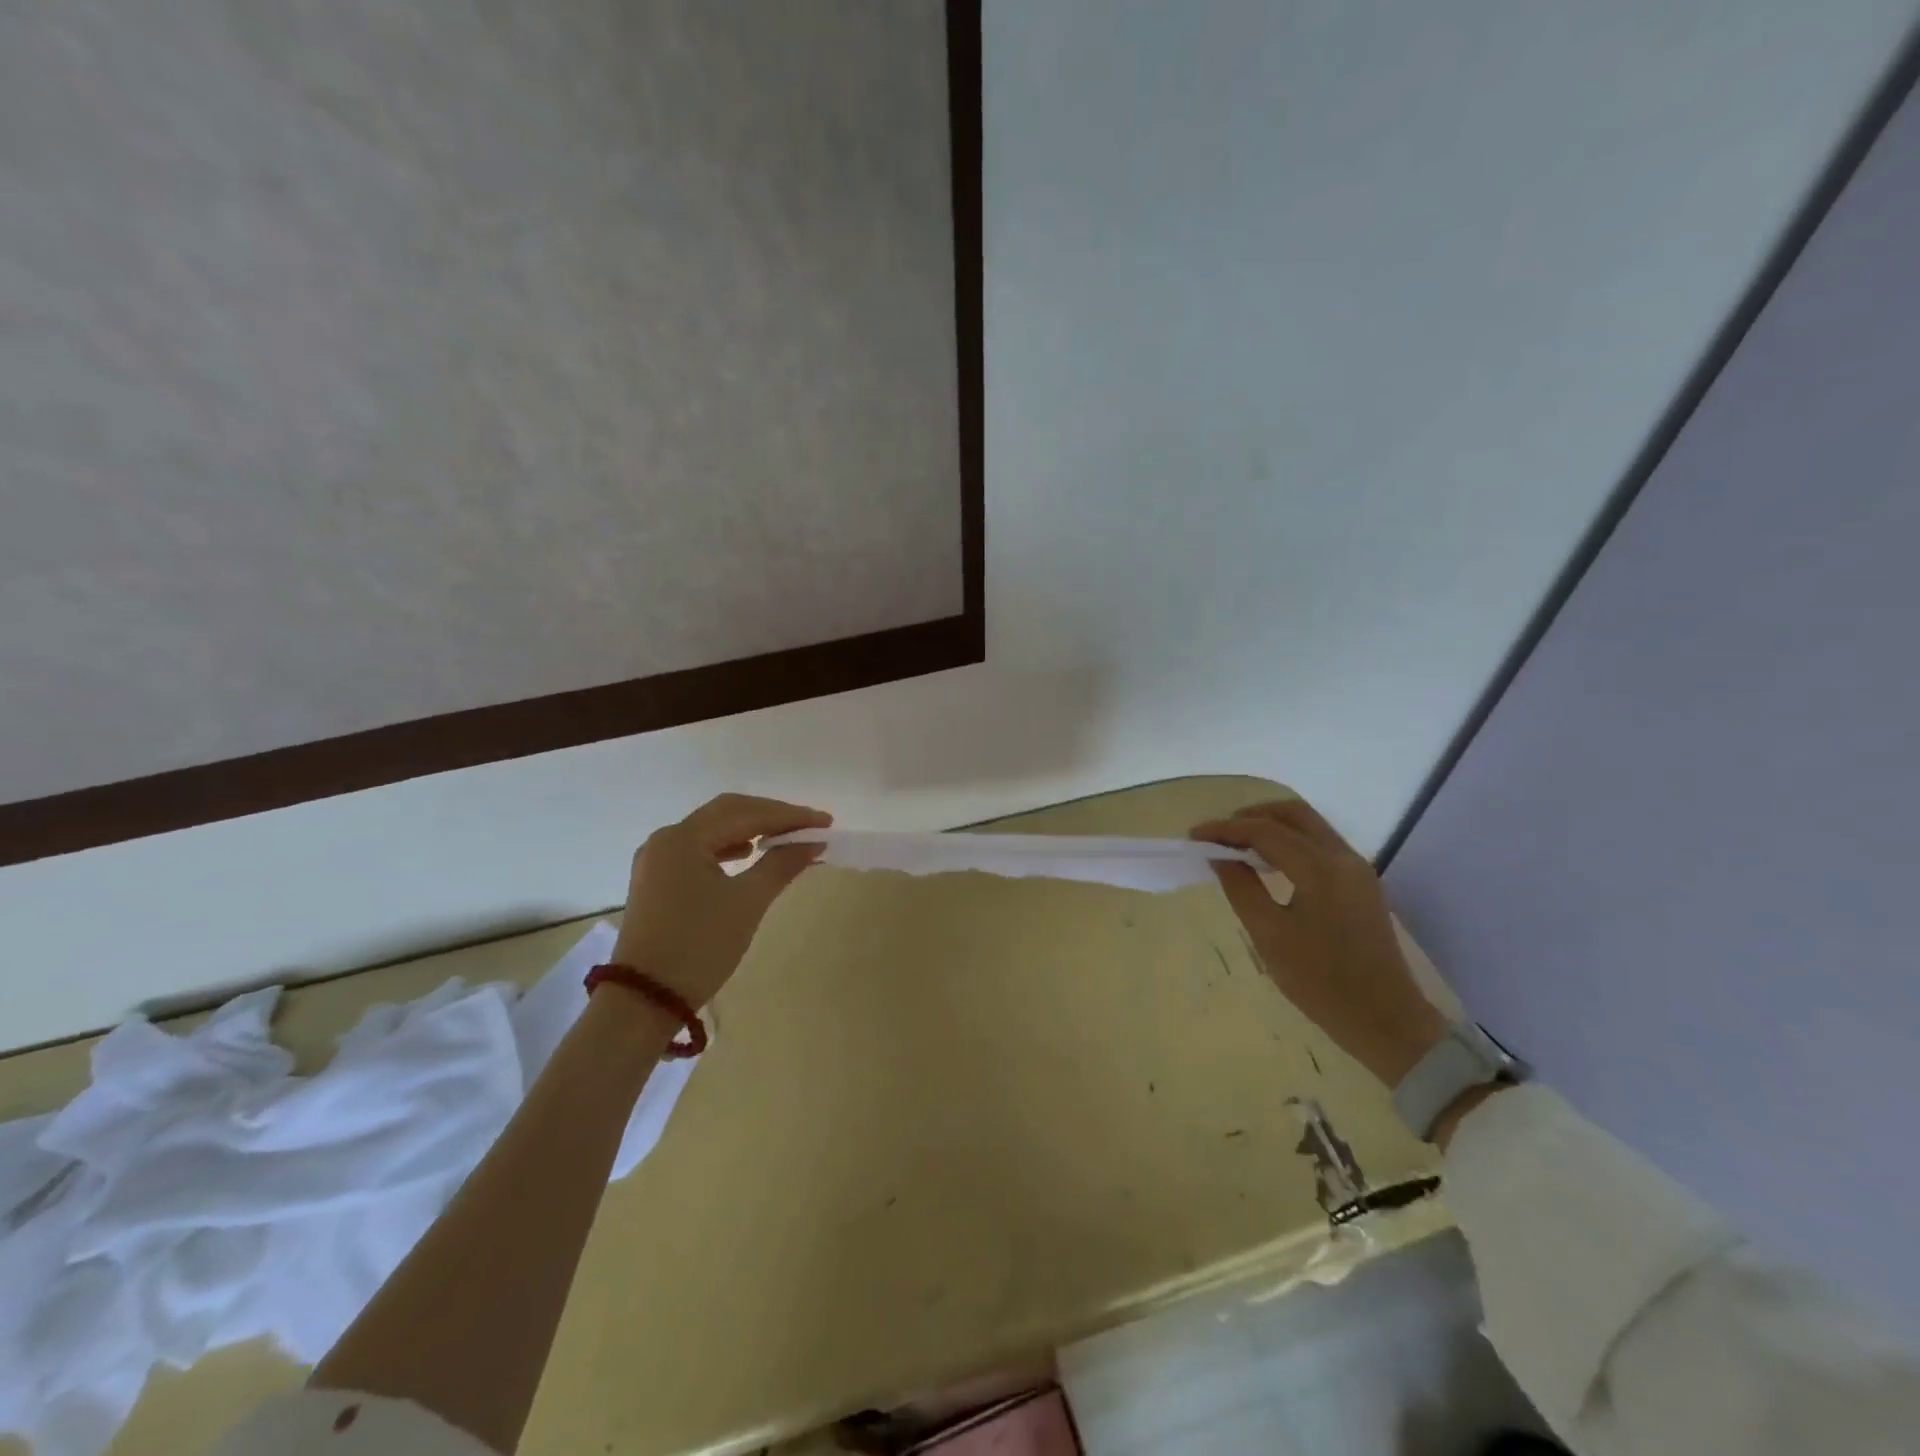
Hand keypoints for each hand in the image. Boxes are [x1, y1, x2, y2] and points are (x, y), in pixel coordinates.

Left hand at [612, 793, 831, 1007]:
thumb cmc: (700, 947)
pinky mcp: (657, 879)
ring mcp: (657, 859)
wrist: (644, 1001)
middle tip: (809, 825)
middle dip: (771, 816)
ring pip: (713, 829)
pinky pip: (700, 849)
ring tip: (785, 838)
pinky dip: (730, 846)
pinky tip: (748, 854)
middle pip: (727, 812)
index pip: (746, 813)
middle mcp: (666, 838)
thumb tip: (814, 842)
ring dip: (751, 829)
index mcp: (684, 838)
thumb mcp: (747, 903)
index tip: (826, 822)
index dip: (790, 815)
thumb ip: (782, 865)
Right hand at [1191, 797, 1447, 1087]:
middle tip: (1218, 834)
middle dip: (1251, 816)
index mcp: (1320, 869)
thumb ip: (1241, 887)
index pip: (1265, 830)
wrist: (1385, 1019)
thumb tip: (1219, 856)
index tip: (1194, 835)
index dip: (1225, 829)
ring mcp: (1356, 869)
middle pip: (1292, 814)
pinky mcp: (1360, 883)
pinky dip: (1289, 841)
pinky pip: (1320, 844)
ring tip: (1236, 846)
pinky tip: (1268, 863)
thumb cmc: (1320, 982)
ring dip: (1271, 826)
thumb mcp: (1269, 935)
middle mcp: (1342, 857)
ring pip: (1309, 826)